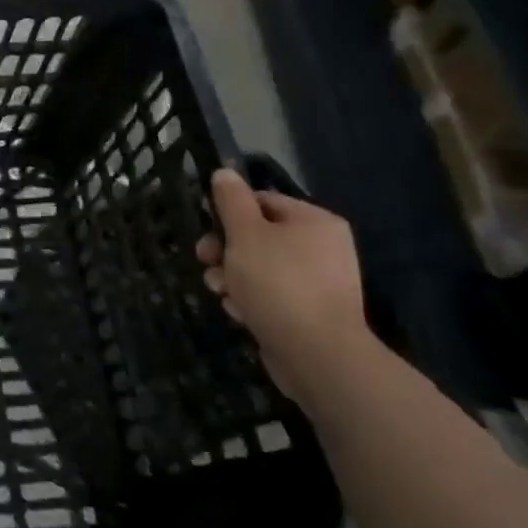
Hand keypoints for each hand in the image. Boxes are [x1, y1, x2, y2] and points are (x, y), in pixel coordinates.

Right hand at [196, 168, 368, 401]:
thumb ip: (231, 200)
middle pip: (258, 236)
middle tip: (205, 261)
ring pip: (259, 268)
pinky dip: (251, 301)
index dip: (229, 213)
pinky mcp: (309, 314)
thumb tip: (225, 172)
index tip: (206, 230)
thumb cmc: (278, 282)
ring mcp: (318, 284)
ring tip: (220, 292)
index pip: (263, 201)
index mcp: (315, 221)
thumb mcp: (245, 233)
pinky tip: (240, 313)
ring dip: (232, 277)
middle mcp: (323, 248)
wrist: (317, 355)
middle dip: (225, 250)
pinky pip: (271, 296)